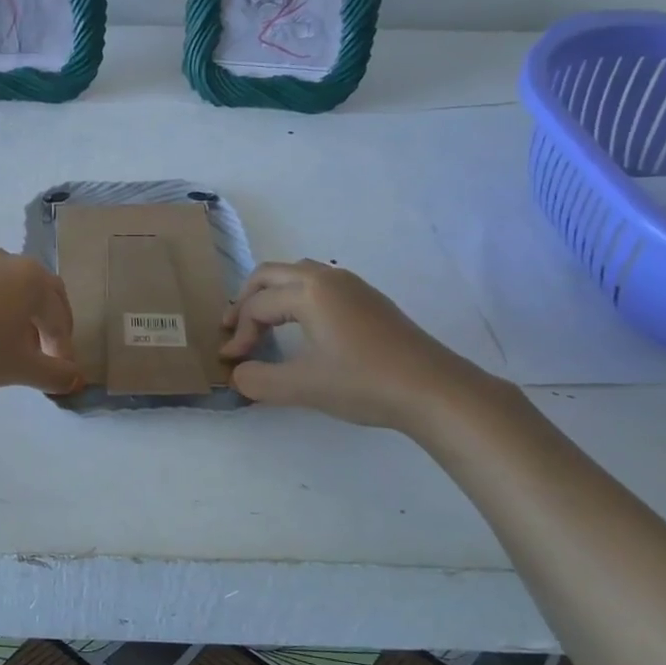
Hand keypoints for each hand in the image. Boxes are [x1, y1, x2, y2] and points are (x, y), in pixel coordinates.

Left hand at [0, 249, 81, 400]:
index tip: (61, 372)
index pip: (59, 314)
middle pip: (40, 294)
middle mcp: (7, 261)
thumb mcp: (21, 367)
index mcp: (31, 277)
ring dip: (22, 319)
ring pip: (12, 291)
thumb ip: (54, 373)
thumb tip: (74, 380)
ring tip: (16, 351)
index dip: (64, 346)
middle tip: (47, 357)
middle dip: (48, 326)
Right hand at [220, 259, 490, 431]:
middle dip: (246, 300)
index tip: (231, 362)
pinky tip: (301, 329)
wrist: (435, 390)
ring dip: (272, 296)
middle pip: (271, 274)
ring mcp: (353, 286)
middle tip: (233, 330)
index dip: (238, 334)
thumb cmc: (364, 383)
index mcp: (309, 291)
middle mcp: (328, 278)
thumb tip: (238, 374)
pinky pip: (319, 285)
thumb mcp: (302, 387)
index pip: (257, 306)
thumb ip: (258, 380)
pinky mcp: (370, 301)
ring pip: (297, 275)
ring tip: (261, 325)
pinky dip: (296, 299)